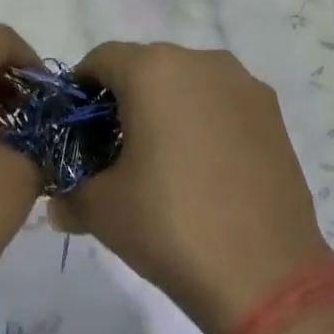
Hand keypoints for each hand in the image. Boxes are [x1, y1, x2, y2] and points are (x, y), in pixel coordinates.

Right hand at [51, 43, 330, 333]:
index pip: (101, 60)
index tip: (75, 130)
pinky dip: (203, 125)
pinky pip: (223, 107)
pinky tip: (201, 172)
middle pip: (148, 68)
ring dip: (167, 110)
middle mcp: (204, 63)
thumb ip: (70, 194)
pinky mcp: (275, 117)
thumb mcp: (100, 211)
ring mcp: (246, 88)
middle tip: (113, 150)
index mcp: (154, 71)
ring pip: (190, 85)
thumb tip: (59, 206)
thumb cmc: (169, 225)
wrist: (263, 273)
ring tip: (160, 162)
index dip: (80, 91)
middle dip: (124, 101)